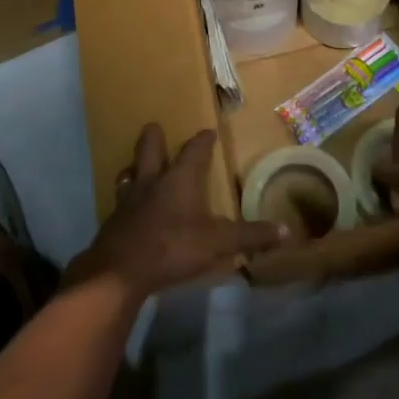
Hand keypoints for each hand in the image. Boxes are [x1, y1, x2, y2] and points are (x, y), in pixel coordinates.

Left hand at [67, 126, 284, 301]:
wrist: (120, 271)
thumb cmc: (173, 247)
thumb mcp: (218, 243)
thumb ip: (250, 236)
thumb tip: (285, 231)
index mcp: (179, 179)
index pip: (194, 151)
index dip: (202, 141)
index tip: (207, 131)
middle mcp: (152, 182)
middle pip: (149, 149)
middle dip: (154, 137)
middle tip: (155, 127)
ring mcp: (128, 201)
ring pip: (129, 174)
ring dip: (134, 168)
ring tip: (135, 166)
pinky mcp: (113, 222)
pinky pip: (120, 202)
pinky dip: (125, 200)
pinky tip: (127, 209)